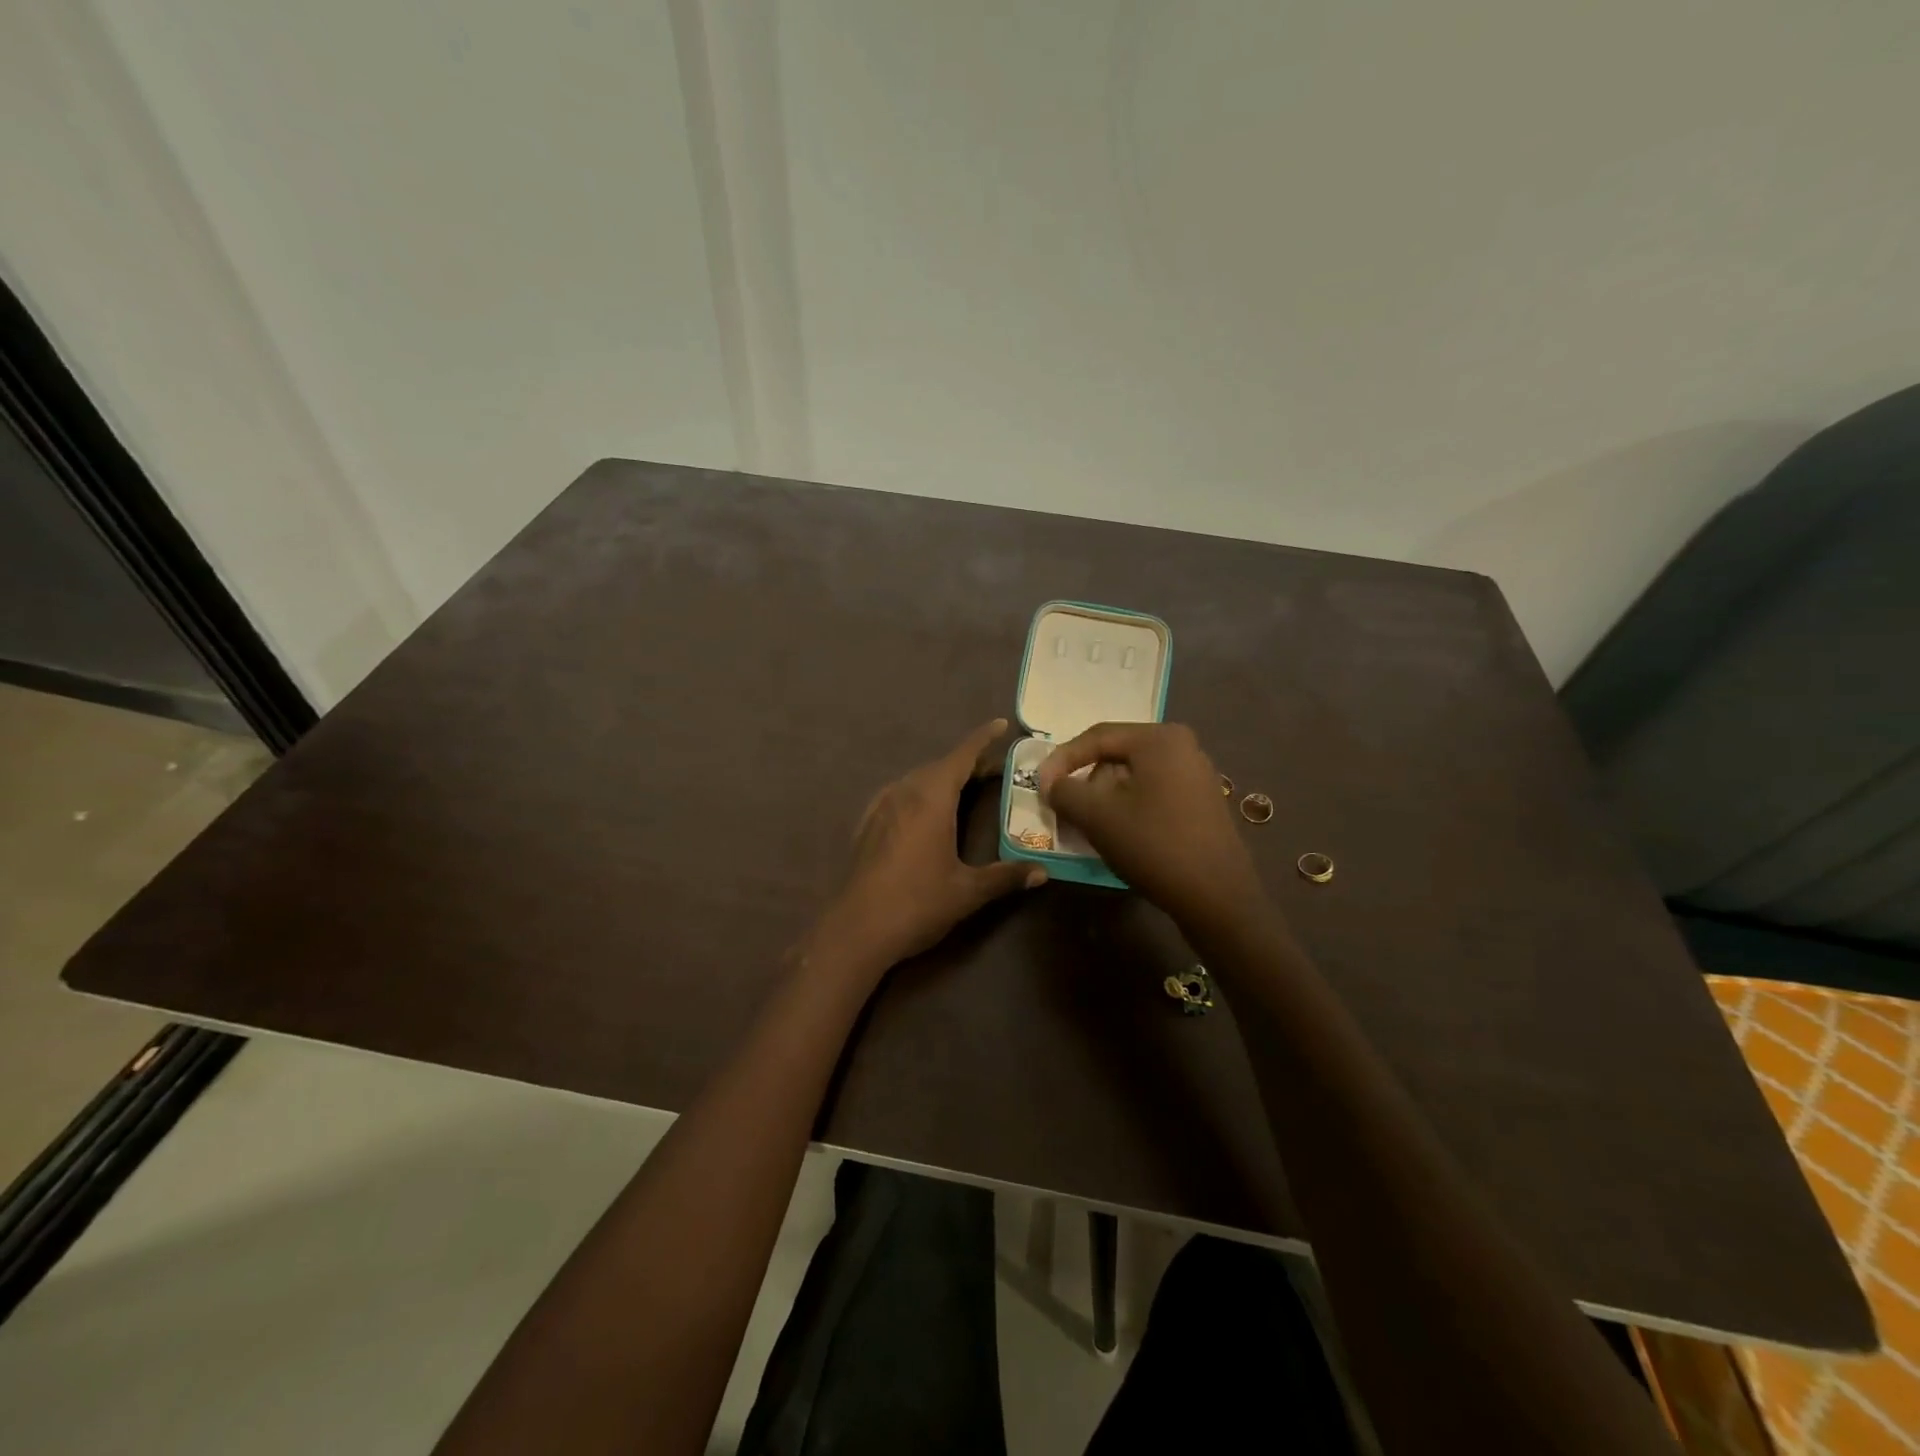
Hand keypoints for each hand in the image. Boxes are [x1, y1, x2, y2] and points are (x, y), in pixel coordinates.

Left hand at [808, 718, 1045, 979]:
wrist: (856, 929)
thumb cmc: (917, 903)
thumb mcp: (967, 891)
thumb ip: (1006, 877)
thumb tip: (1043, 873)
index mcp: (931, 798)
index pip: (962, 756)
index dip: (982, 739)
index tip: (1000, 724)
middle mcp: (904, 792)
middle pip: (940, 766)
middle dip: (968, 763)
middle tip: (994, 769)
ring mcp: (881, 806)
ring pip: (918, 780)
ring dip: (942, 778)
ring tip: (966, 788)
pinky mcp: (867, 824)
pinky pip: (900, 795)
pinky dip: (921, 793)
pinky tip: (927, 812)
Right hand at [1039, 722, 1263, 928]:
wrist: (1217, 897)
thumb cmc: (1154, 846)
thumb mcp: (1097, 816)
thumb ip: (1065, 792)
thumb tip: (1051, 785)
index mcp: (1159, 739)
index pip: (1097, 737)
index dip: (1061, 760)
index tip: (1040, 786)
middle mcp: (1183, 747)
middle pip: (1116, 755)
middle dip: (1085, 780)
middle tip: (1063, 806)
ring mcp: (1197, 775)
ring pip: (1134, 777)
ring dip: (1105, 797)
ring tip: (1088, 825)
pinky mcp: (1202, 803)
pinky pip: (1153, 793)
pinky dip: (1129, 807)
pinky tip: (1119, 834)